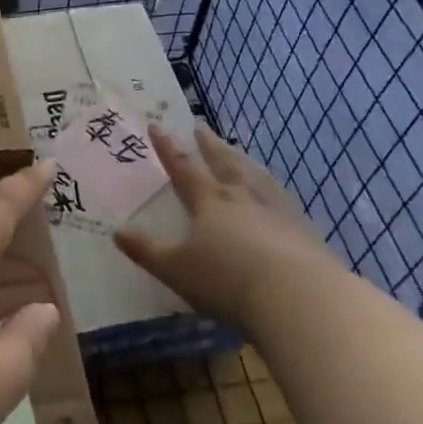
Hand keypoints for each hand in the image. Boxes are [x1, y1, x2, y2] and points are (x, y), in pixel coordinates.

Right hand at [115, 124, 336, 325]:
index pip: (184, 168)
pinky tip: (278, 195)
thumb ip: (147, 250)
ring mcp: (277, 210)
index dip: (168, 148)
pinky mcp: (305, 231)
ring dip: (243, 161)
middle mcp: (243, 196)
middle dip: (209, 145)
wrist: (300, 297)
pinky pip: (284, 200)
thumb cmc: (228, 280)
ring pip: (256, 176)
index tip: (158, 126)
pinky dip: (274, 190)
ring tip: (238, 153)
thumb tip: (117, 232)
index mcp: (210, 201)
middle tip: (201, 126)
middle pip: (224, 162)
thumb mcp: (177, 269)